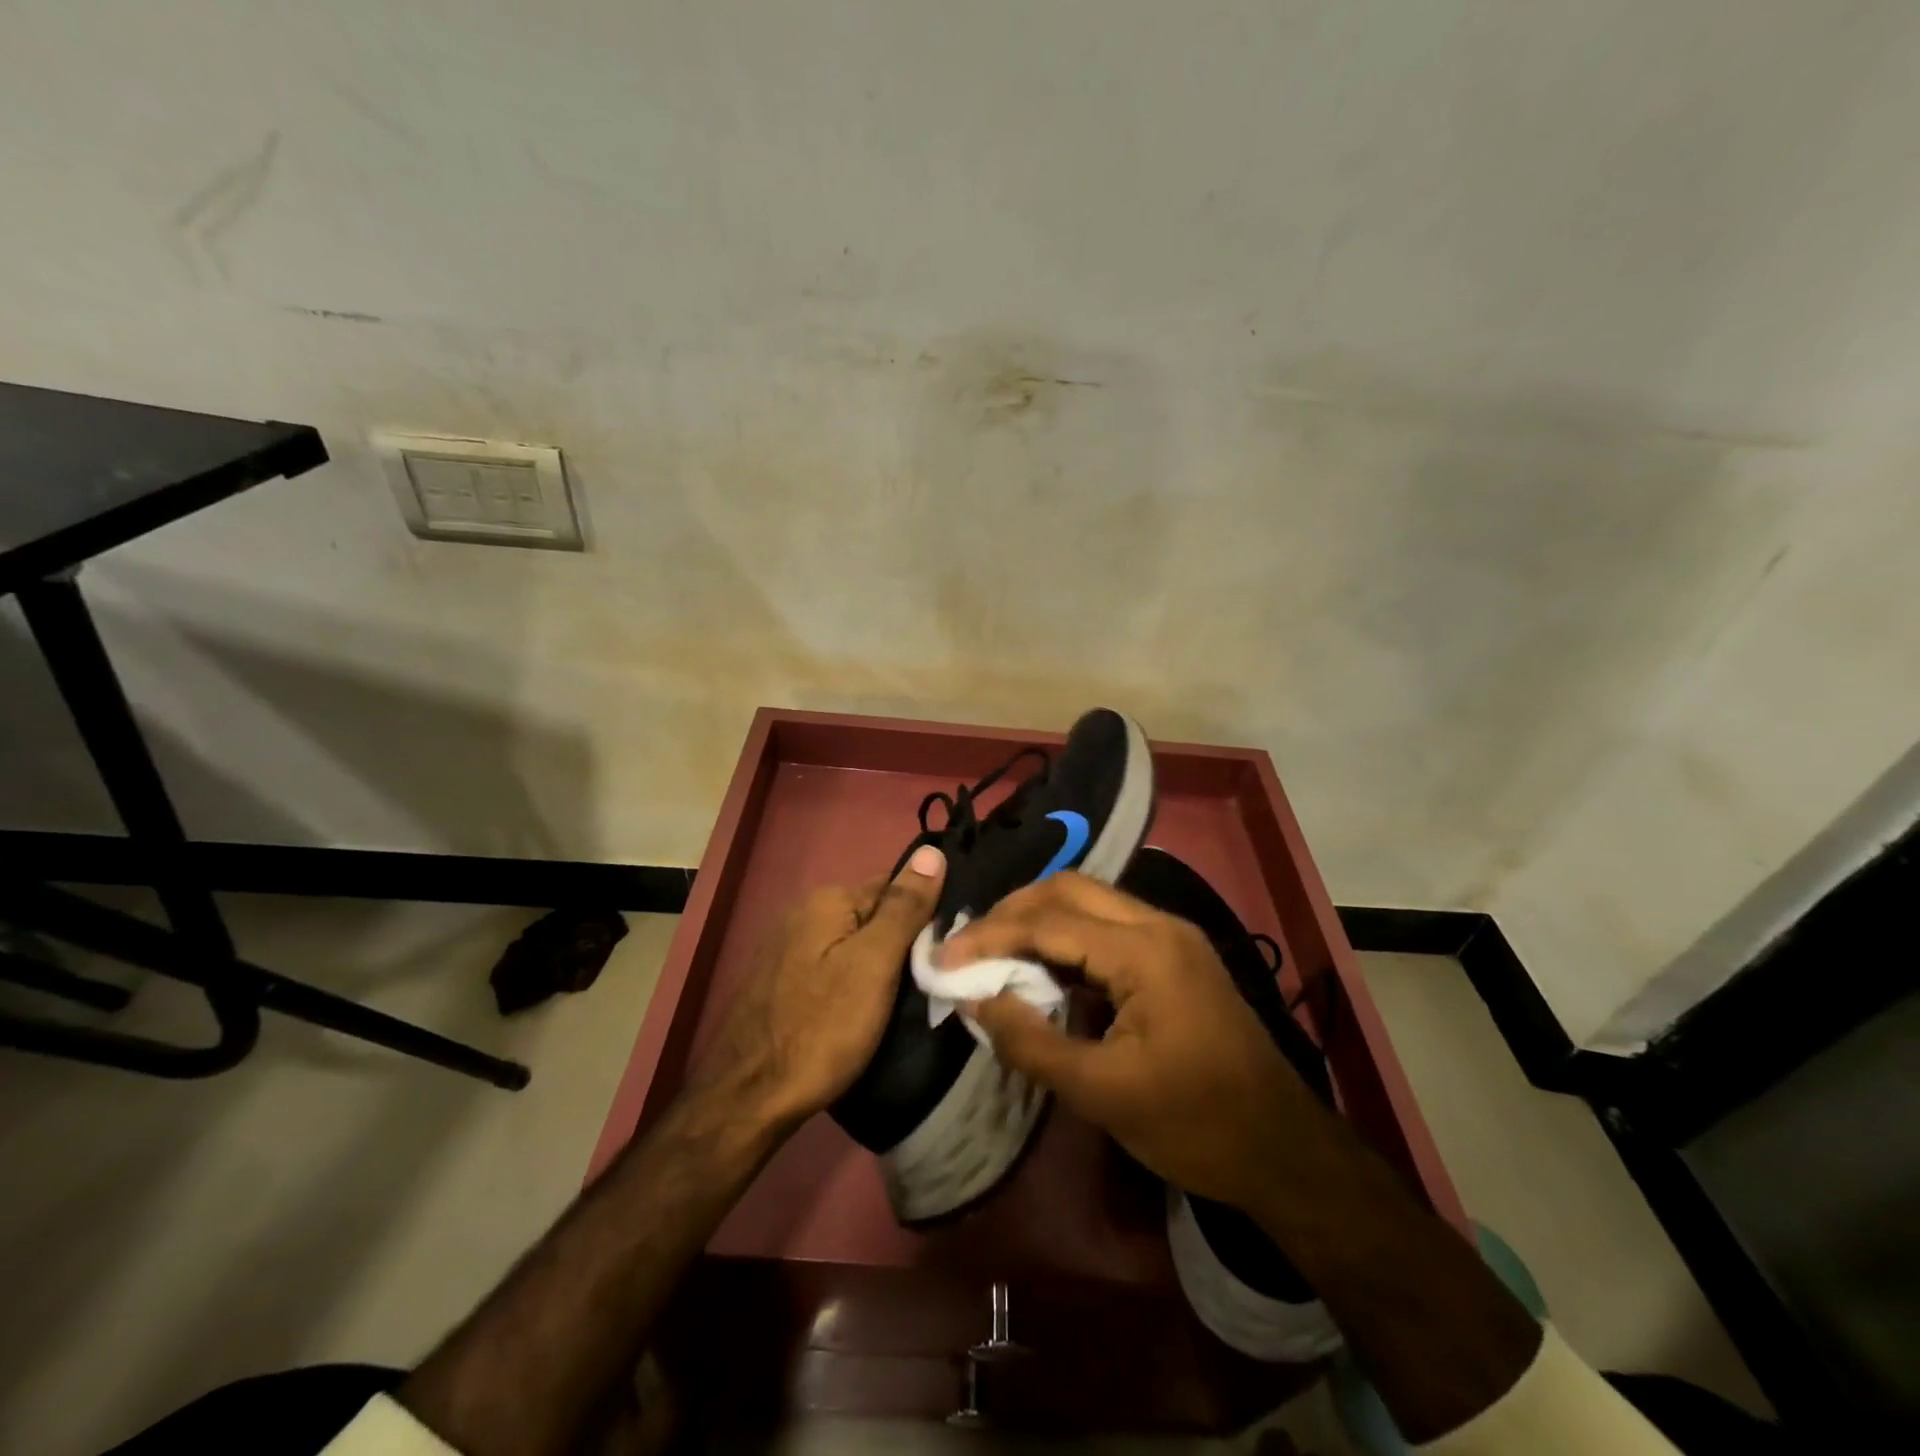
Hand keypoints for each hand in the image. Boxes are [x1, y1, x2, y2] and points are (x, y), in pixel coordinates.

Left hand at [698, 846, 945, 1130]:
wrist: (749, 1099)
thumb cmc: (821, 1028)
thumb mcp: (874, 964)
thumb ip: (904, 907)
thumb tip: (933, 850)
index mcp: (828, 901)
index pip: (895, 886)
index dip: (925, 915)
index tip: (947, 949)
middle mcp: (804, 913)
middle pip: (873, 916)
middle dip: (903, 942)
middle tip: (931, 979)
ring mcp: (788, 949)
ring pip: (854, 944)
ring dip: (881, 965)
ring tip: (906, 999)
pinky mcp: (782, 982)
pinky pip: (834, 967)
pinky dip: (855, 982)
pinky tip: (865, 1010)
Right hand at [943, 871, 1321, 1214]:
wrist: (1284, 1149)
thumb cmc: (1194, 1124)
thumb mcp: (1101, 1093)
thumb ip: (1030, 1041)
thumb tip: (974, 999)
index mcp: (1145, 951)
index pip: (1049, 922)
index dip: (990, 936)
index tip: (945, 959)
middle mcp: (1159, 924)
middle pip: (1069, 889)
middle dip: (1012, 911)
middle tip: (970, 945)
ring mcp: (1171, 935)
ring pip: (1089, 900)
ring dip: (1039, 918)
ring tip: (995, 950)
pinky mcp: (1175, 953)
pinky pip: (1108, 925)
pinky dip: (1066, 935)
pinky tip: (1043, 965)